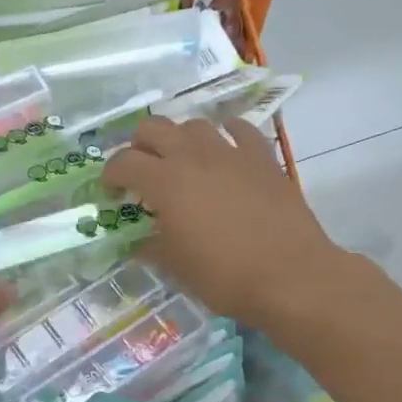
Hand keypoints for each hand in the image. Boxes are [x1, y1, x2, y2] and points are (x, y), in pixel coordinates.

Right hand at [102, 116, 350, 326]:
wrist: (292, 276)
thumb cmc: (224, 276)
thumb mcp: (175, 267)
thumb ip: (150, 246)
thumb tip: (137, 241)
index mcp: (165, 182)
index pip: (123, 162)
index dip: (110, 175)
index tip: (111, 193)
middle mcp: (193, 156)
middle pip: (153, 128)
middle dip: (139, 146)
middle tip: (141, 172)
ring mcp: (231, 152)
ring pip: (194, 125)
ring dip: (180, 139)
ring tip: (181, 162)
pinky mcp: (263, 158)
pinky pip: (240, 130)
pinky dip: (226, 135)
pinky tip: (225, 151)